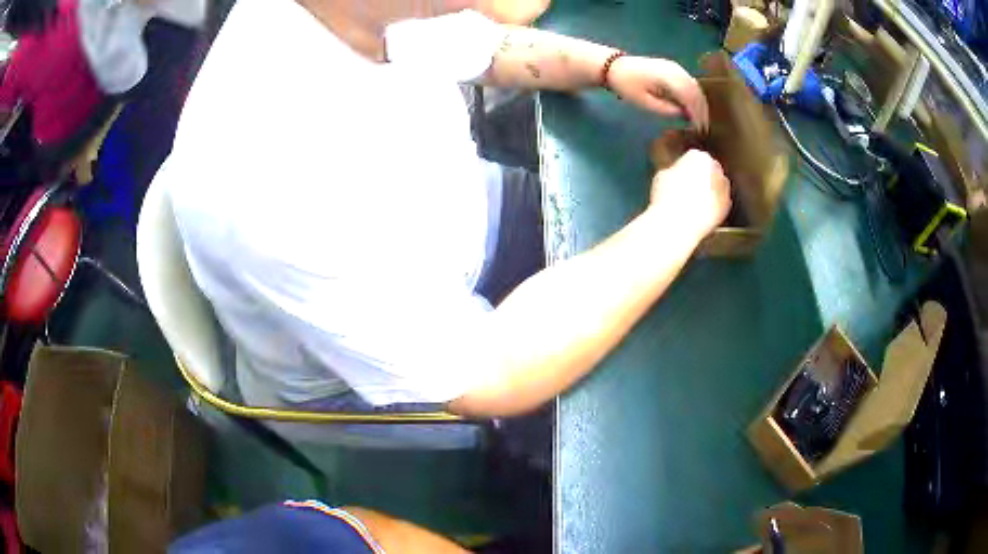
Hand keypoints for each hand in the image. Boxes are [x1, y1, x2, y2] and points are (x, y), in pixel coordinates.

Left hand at [606, 56, 708, 131]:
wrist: (615, 66)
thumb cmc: (627, 86)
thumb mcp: (645, 102)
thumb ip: (666, 109)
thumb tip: (685, 114)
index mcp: (668, 78)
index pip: (690, 97)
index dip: (697, 114)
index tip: (699, 129)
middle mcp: (675, 70)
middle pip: (696, 92)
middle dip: (701, 110)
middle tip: (703, 128)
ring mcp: (675, 67)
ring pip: (695, 86)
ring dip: (700, 103)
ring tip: (700, 120)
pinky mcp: (673, 67)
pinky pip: (689, 82)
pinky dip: (694, 95)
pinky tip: (693, 107)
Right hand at [650, 149, 730, 237]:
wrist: (677, 224)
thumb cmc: (666, 199)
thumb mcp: (663, 175)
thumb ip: (676, 170)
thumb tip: (679, 174)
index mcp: (697, 156)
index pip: (694, 158)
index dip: (686, 169)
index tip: (680, 178)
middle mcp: (715, 167)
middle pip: (708, 170)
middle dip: (701, 178)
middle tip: (688, 191)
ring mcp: (723, 186)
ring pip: (716, 186)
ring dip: (708, 192)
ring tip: (693, 204)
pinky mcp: (727, 204)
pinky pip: (719, 203)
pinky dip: (713, 207)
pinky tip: (700, 213)